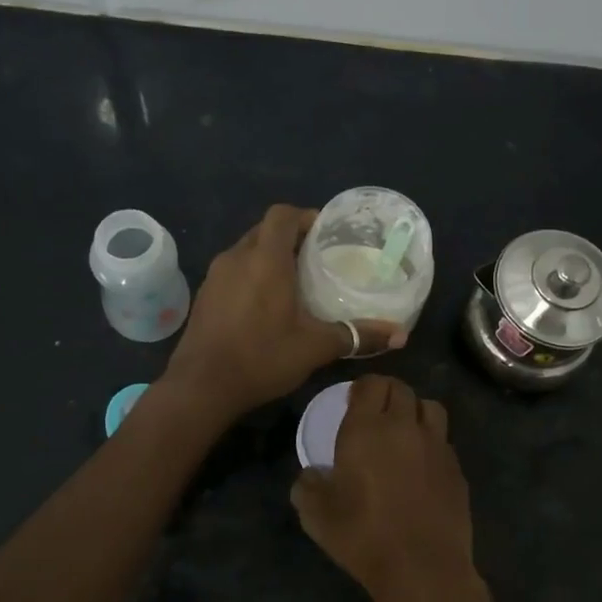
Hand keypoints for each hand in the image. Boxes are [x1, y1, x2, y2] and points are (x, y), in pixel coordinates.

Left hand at [163, 204, 404, 419]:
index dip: (305, 216)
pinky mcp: (205, 295)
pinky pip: (233, 271)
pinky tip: (265, 305)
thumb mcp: (315, 347)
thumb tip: (401, 336)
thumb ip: (357, 336)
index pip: (283, 214)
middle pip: (265, 230)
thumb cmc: (261, 357)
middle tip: (316, 258)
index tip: (326, 233)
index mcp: (265, 259)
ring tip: (294, 281)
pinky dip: (251, 275)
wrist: (201, 386)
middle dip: (290, 237)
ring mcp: (215, 276)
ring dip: (269, 256)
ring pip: (246, 250)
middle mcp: (237, 257)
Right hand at [291, 374, 478, 601]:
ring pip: (430, 407)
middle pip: (401, 389)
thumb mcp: (316, 515)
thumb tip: (310, 476)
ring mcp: (437, 446)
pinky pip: (444, 441)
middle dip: (387, 393)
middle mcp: (404, 427)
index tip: (353, 399)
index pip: (371, 384)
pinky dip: (432, 443)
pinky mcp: (457, 469)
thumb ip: (307, 486)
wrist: (421, 568)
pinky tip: (422, 466)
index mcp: (367, 429)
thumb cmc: (362, 536)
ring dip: (415, 411)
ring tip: (405, 430)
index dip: (362, 386)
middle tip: (376, 412)